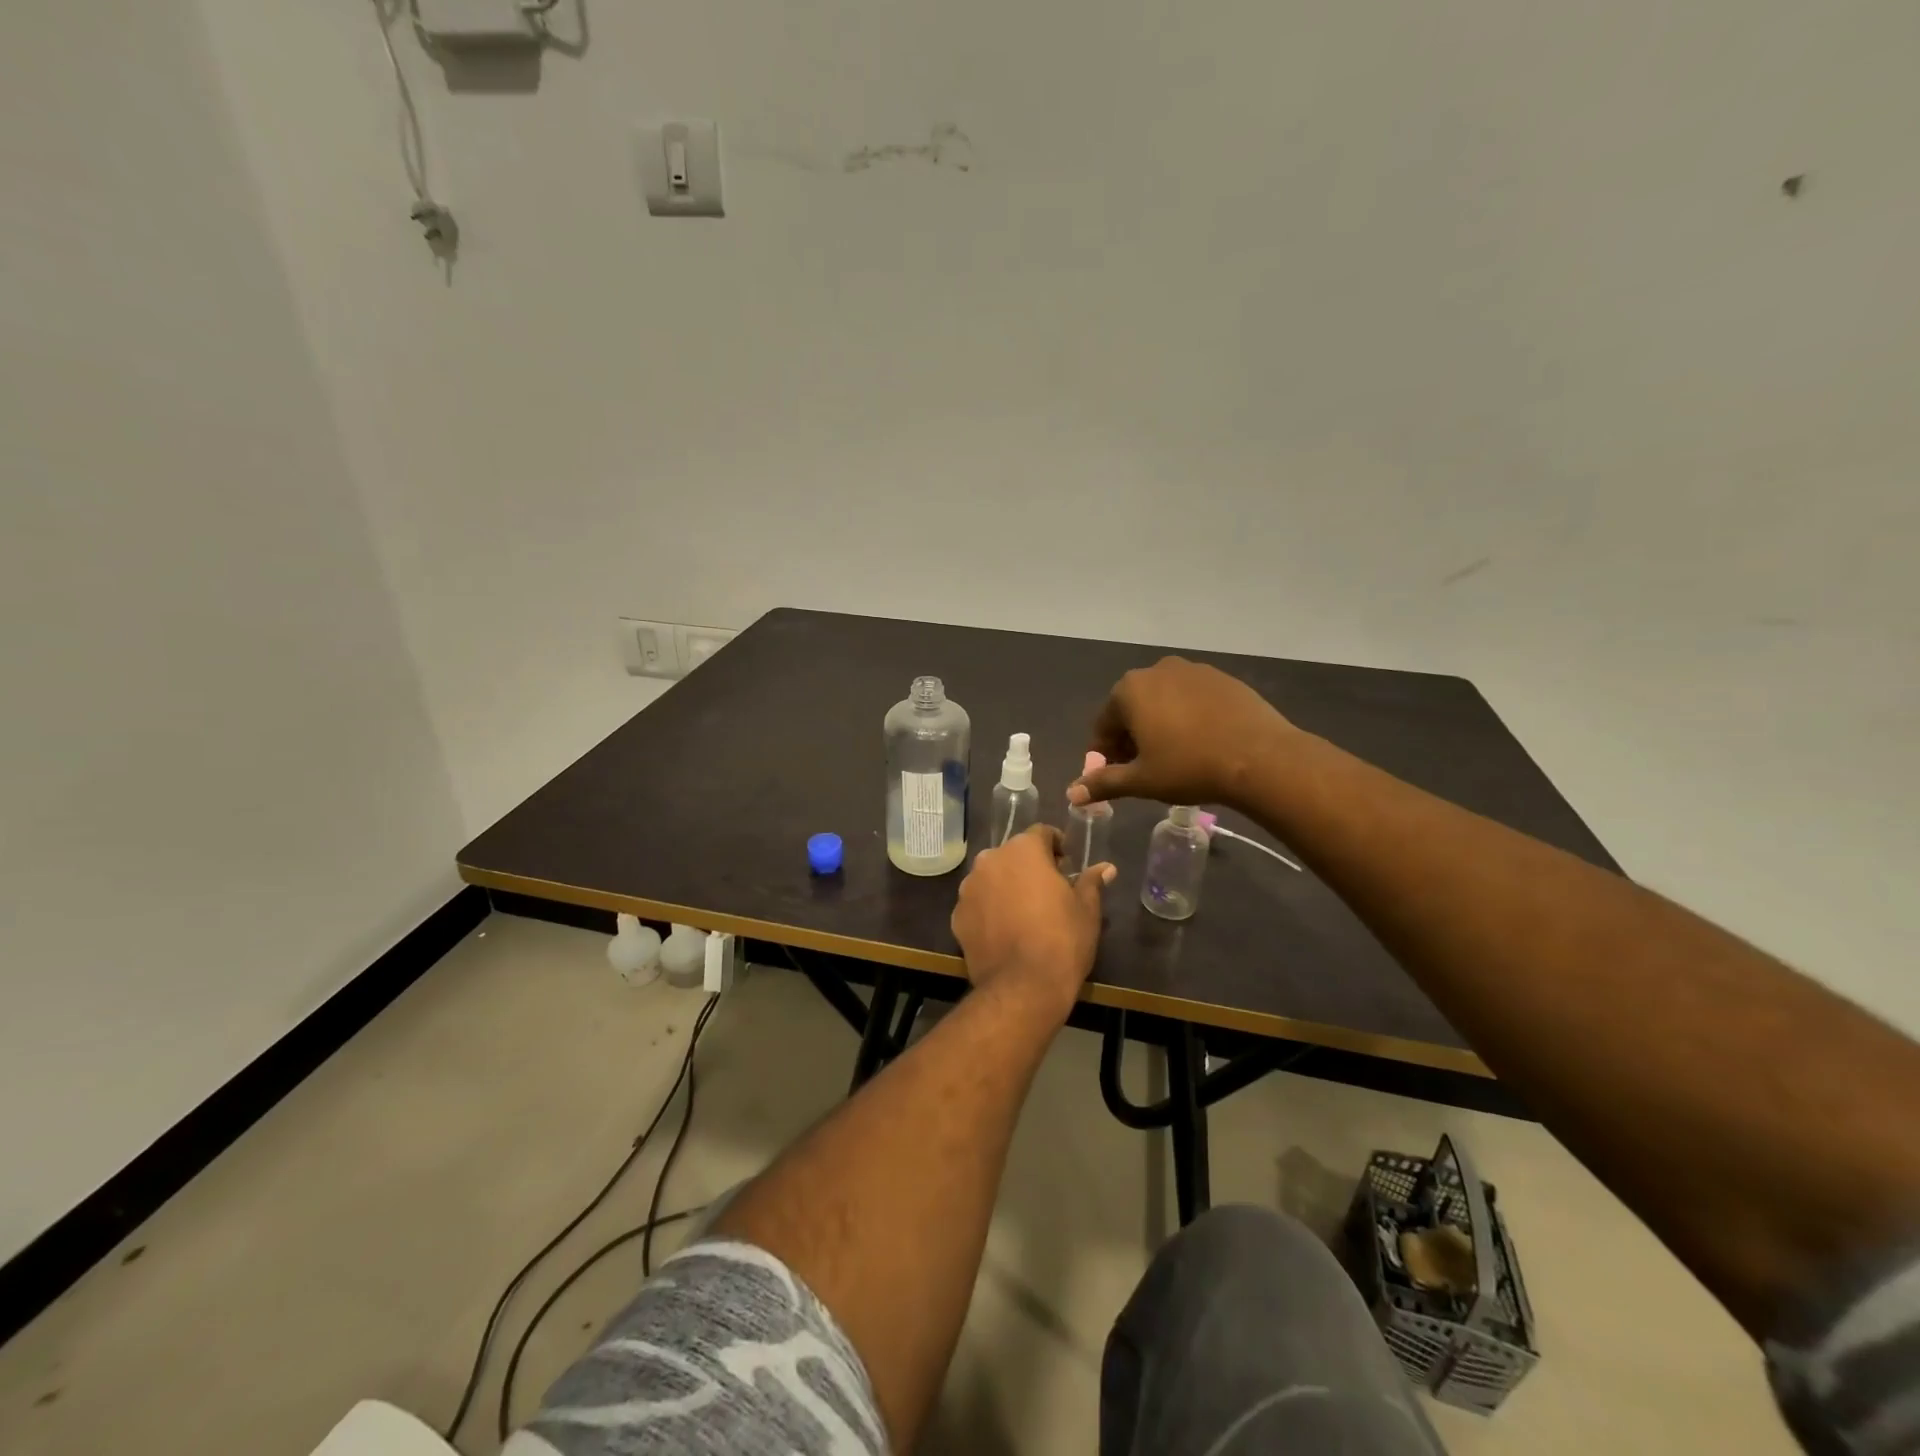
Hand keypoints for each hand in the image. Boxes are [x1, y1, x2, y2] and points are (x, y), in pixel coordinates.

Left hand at [950, 825, 1114, 1022]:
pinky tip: (1004, 931)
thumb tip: (1105, 868)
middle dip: (1029, 866)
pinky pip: (977, 903)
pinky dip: (989, 910)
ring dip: (1006, 886)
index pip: (1042, 833)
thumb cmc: (1062, 940)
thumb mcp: (1086, 910)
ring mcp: (969, 888)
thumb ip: (1091, 882)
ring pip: (992, 877)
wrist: (1022, 988)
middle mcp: (990, 860)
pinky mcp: (957, 915)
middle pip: (1013, 854)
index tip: (1067, 865)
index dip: (1057, 846)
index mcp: (1023, 850)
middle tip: (1048, 890)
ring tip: (1024, 912)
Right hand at [1068, 657, 1295, 810]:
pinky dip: (1188, 717)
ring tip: (1173, 757)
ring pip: (1164, 701)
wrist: (1260, 757)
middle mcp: (1157, 670)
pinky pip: (1193, 698)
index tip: (1112, 775)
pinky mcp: (1223, 678)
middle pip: (1133, 708)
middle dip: (1131, 738)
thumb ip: (1103, 783)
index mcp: (1129, 690)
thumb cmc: (1189, 767)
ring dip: (1159, 725)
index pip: (1104, 724)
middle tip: (1142, 769)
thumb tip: (1072, 793)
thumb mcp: (1141, 781)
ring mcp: (1193, 670)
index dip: (1104, 754)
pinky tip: (1201, 742)